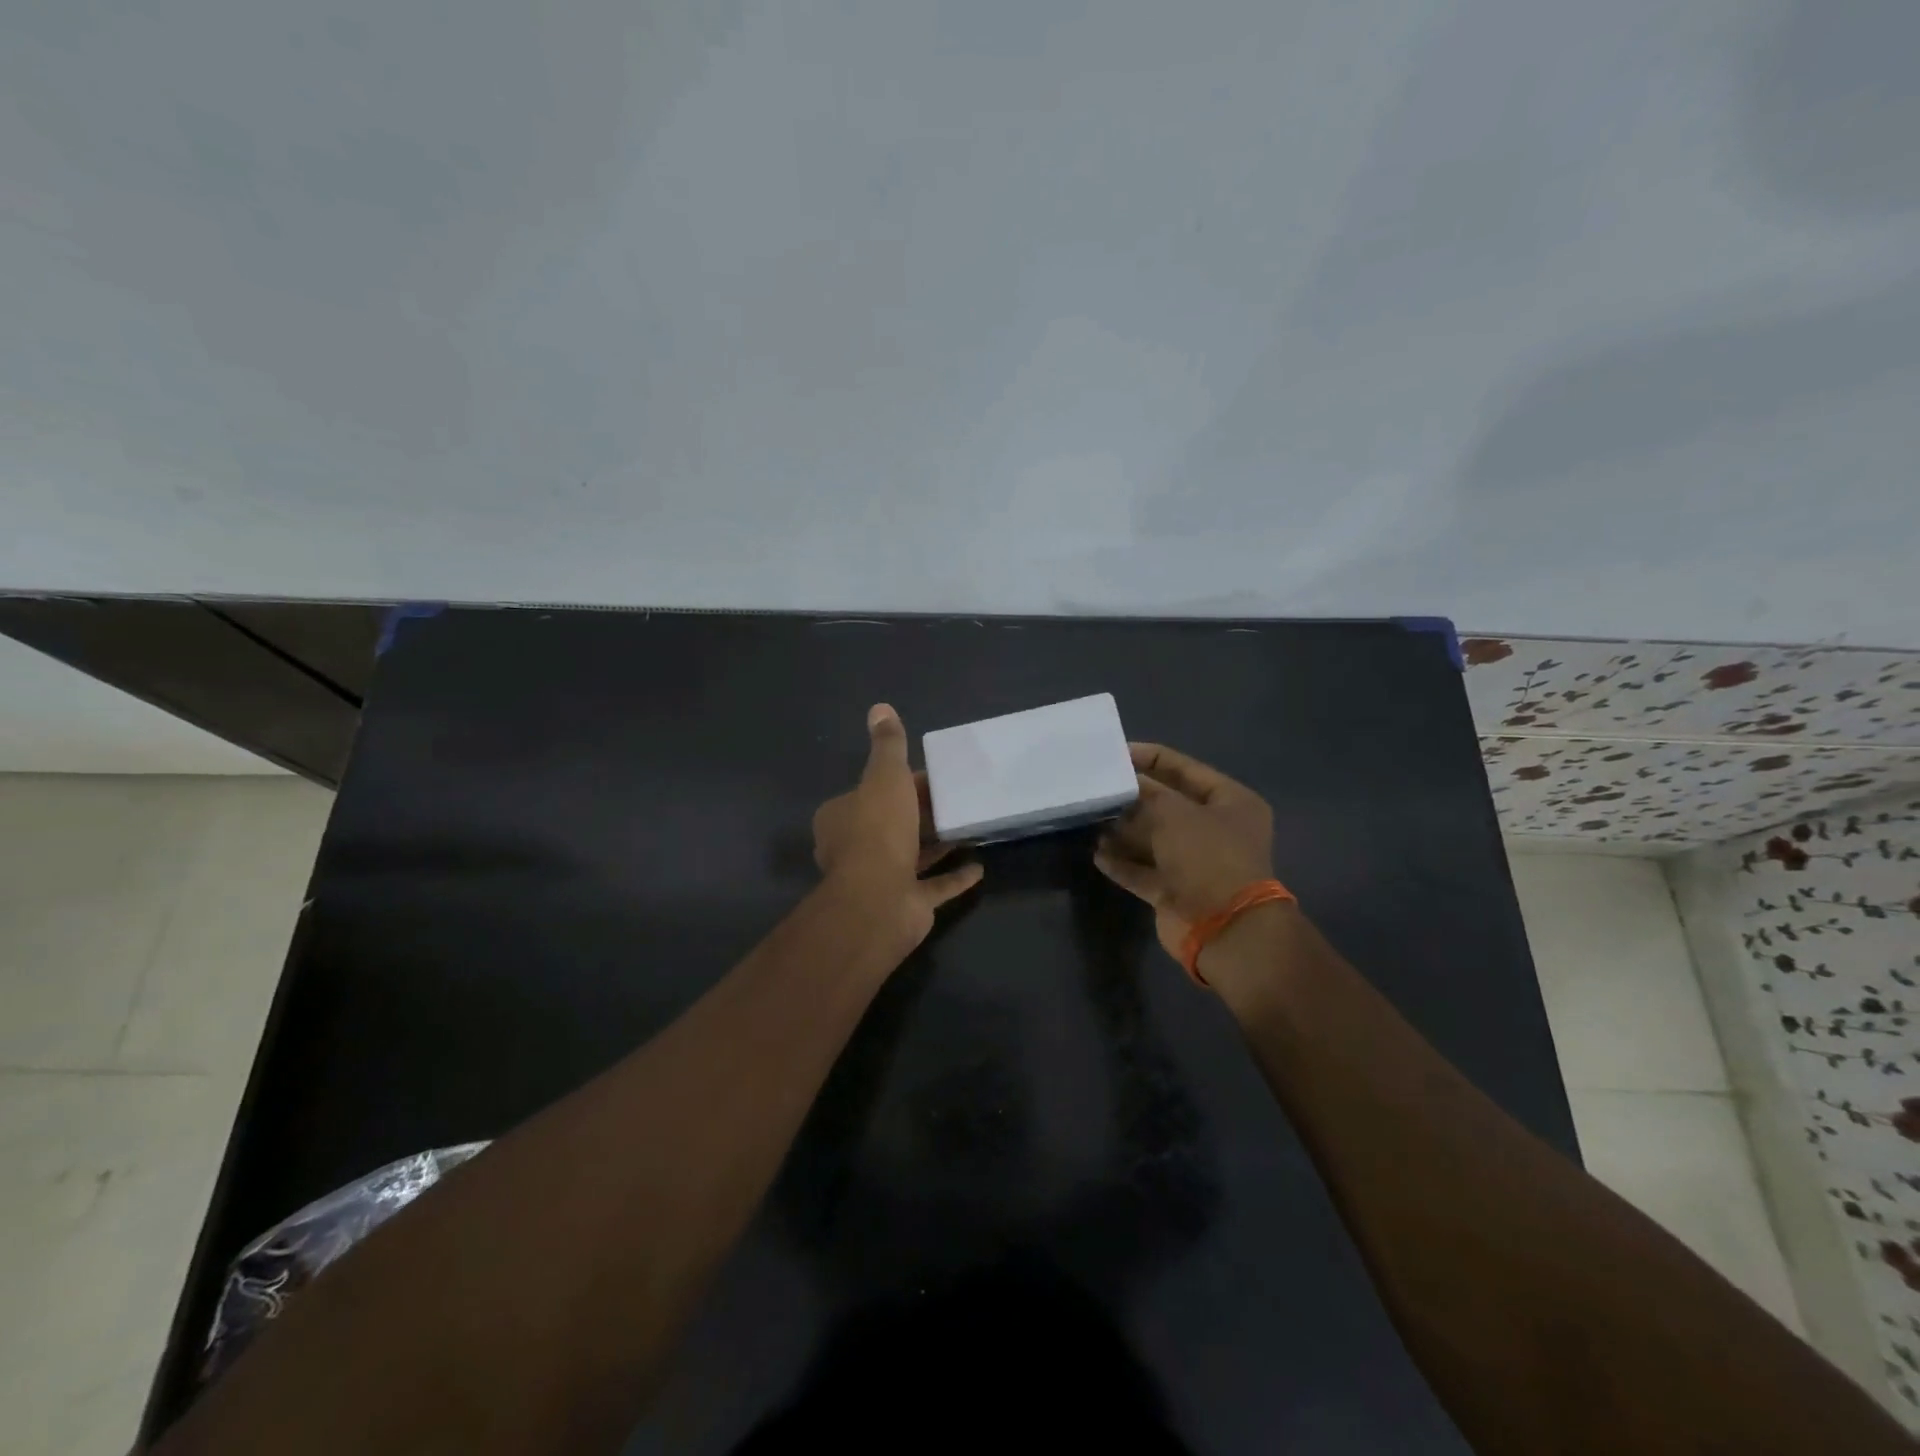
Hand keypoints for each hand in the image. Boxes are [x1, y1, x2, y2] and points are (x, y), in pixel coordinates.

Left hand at [812, 704, 983, 944]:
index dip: (903, 782)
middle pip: (894, 823)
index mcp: (842, 817)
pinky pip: (933, 887)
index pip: (873, 791)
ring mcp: (880, 880)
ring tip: (970, 828)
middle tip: (957, 799)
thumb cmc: (878, 829)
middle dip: (922, 813)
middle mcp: (855, 848)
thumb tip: (880, 708)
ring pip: (912, 856)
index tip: (933, 777)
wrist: (879, 899)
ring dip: (938, 845)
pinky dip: (953, 877)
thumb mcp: (885, 775)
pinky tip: (978, 868)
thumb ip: (888, 745)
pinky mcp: (905, 904)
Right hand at [1094, 743, 1276, 964]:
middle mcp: (1216, 830)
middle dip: (1133, 798)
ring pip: (1153, 839)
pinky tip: (1097, 854)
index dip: (1150, 758)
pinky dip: (1123, 863)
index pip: (1185, 769)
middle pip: (1167, 805)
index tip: (1115, 753)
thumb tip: (1128, 785)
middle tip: (1098, 787)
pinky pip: (1144, 871)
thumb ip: (1147, 794)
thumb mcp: (1175, 813)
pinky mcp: (1176, 891)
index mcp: (1231, 802)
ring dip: (1123, 832)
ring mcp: (1196, 863)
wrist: (1224, 929)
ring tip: (1091, 819)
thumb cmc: (1207, 857)